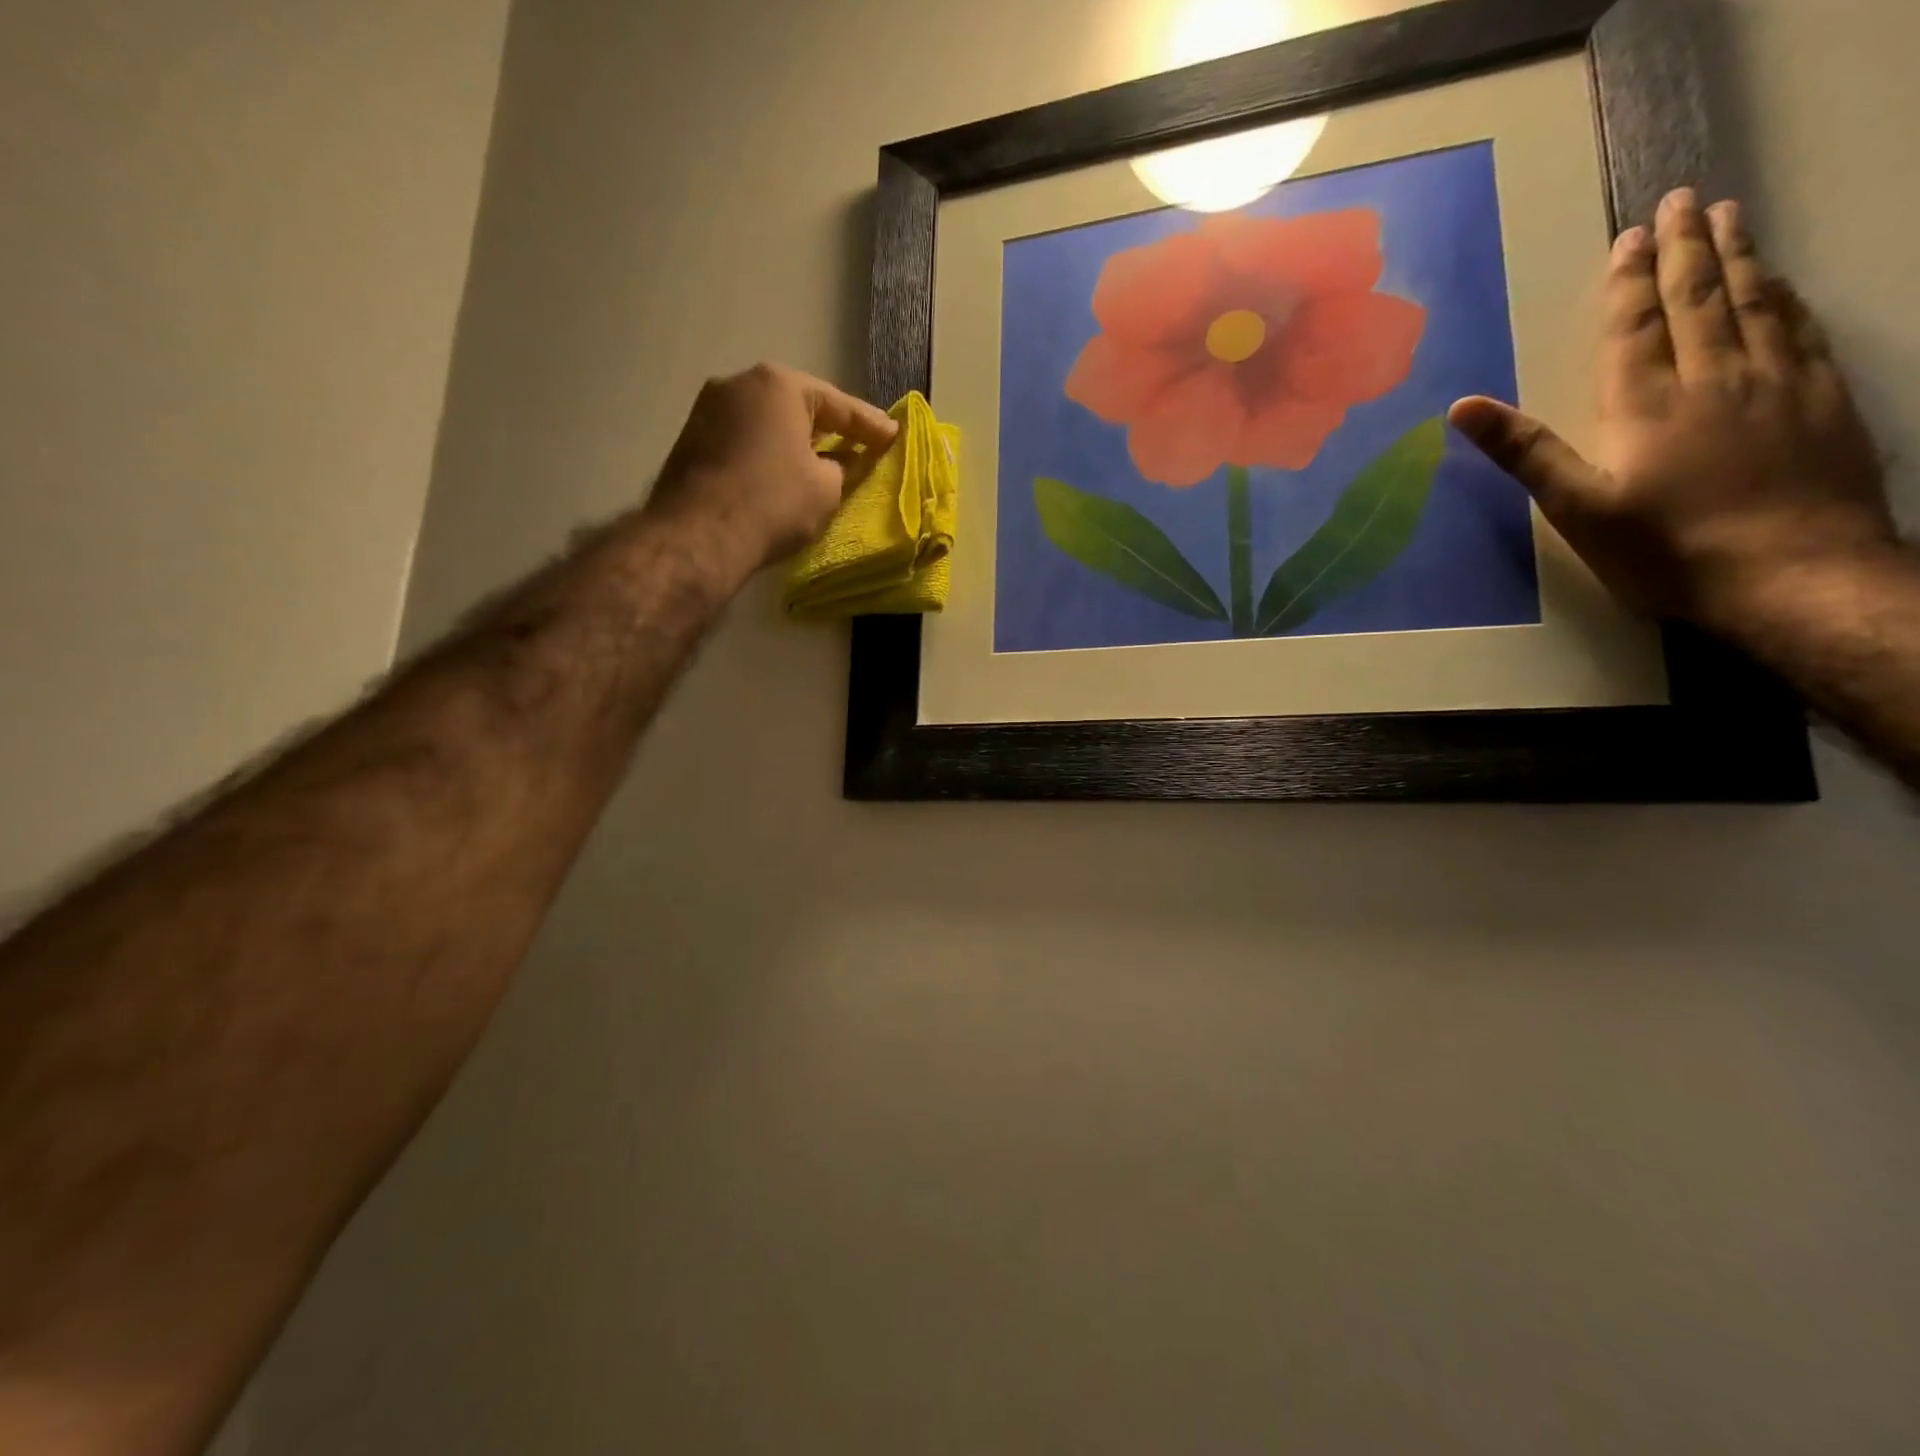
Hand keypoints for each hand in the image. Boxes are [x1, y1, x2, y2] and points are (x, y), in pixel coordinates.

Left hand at [645, 363, 898, 578]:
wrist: (700, 535)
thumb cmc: (774, 503)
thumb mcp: (826, 488)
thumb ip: (844, 467)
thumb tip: (844, 461)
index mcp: (778, 385)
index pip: (838, 404)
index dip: (870, 425)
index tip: (894, 436)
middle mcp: (739, 383)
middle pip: (797, 406)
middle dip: (829, 428)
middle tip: (859, 445)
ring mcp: (708, 409)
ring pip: (766, 422)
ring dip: (795, 440)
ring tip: (821, 461)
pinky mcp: (691, 439)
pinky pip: (744, 439)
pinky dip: (767, 452)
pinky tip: (781, 473)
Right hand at [1449, 189, 1893, 639]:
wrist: (1791, 574)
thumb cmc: (1664, 548)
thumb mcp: (1576, 507)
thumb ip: (1524, 451)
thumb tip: (1462, 406)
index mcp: (1648, 403)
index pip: (1637, 326)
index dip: (1630, 281)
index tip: (1631, 235)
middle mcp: (1715, 376)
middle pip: (1700, 298)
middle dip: (1687, 247)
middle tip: (1685, 199)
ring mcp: (1777, 383)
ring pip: (1755, 302)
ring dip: (1738, 257)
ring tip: (1729, 218)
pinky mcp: (1821, 399)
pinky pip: (1800, 329)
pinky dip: (1784, 297)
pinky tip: (1780, 284)